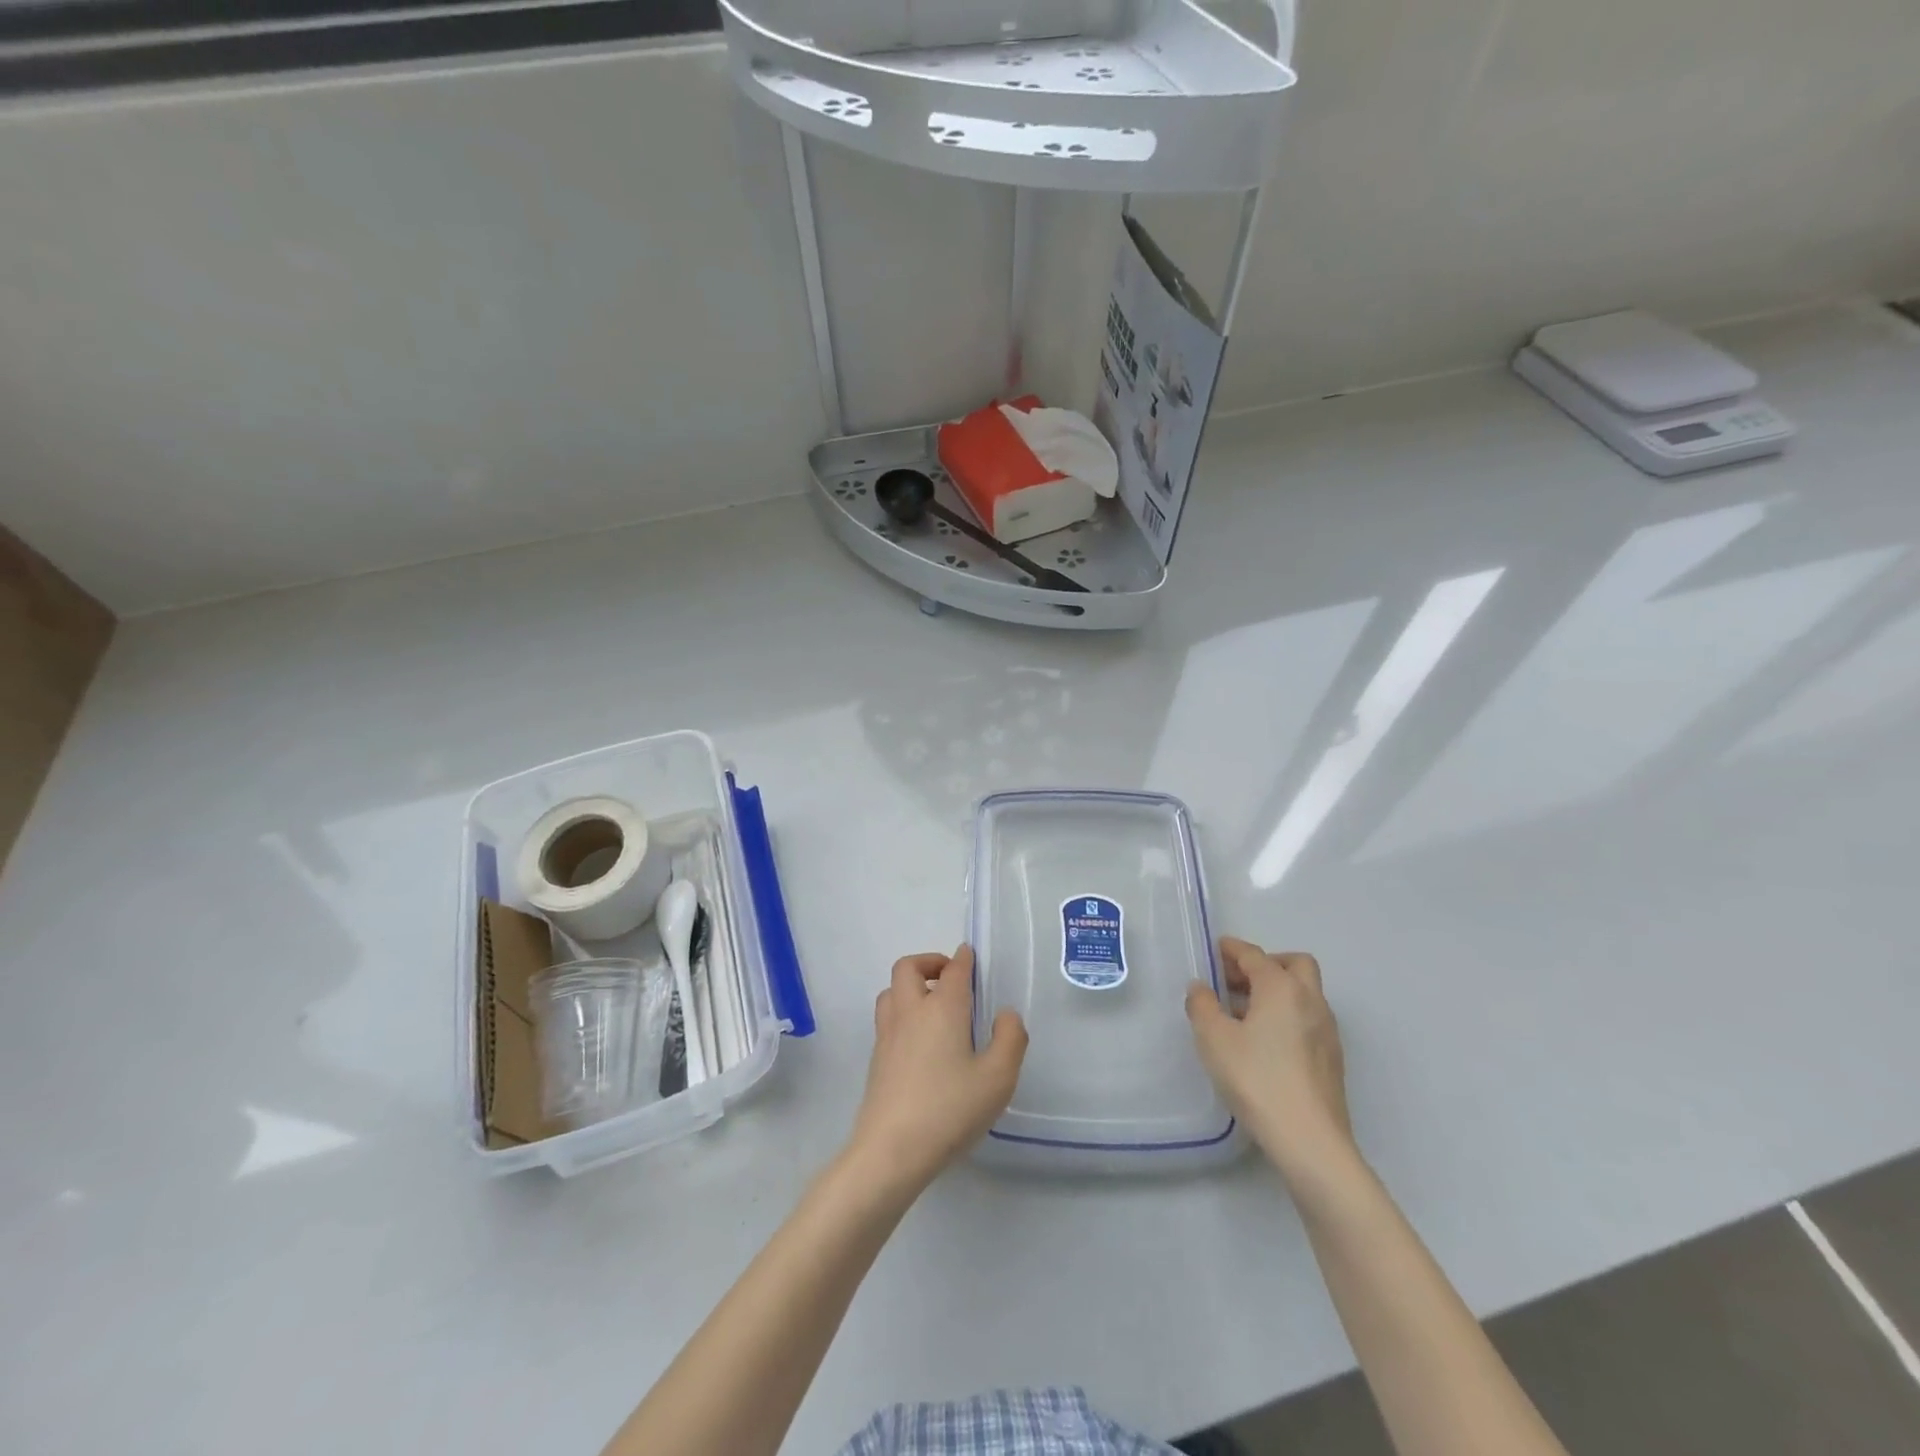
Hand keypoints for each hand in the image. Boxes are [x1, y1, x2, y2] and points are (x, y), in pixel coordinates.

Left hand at [846, 946, 1027, 1198]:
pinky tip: (920, 1041)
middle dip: (929, 963)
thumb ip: (1010, 1039)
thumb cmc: (950, 1110)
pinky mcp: (876, 1059)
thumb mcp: (998, 1078)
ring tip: (933, 1006)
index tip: (969, 955)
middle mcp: (910, 1012)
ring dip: (910, 987)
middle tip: (950, 978)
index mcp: (942, 1008)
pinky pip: (887, 1019)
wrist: (891, 1150)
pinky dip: (902, 1013)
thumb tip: (1005, 1014)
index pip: (953, 970)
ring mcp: (888, 1035)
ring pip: (891, 991)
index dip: (963, 959)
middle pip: (908, 967)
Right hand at [1186, 937, 1354, 1180]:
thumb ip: (1202, 1006)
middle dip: (1264, 964)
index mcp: (1281, 987)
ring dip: (1277, 990)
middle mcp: (1310, 1000)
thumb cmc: (1257, 1079)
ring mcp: (1326, 1030)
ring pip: (1304, 992)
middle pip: (1293, 964)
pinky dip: (1287, 1014)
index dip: (1232, 950)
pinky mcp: (1332, 1058)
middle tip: (1235, 980)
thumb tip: (1201, 988)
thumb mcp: (1214, 1039)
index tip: (1214, 951)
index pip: (1254, 955)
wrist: (1310, 1140)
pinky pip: (1308, 1018)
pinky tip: (1265, 1041)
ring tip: (1244, 1012)